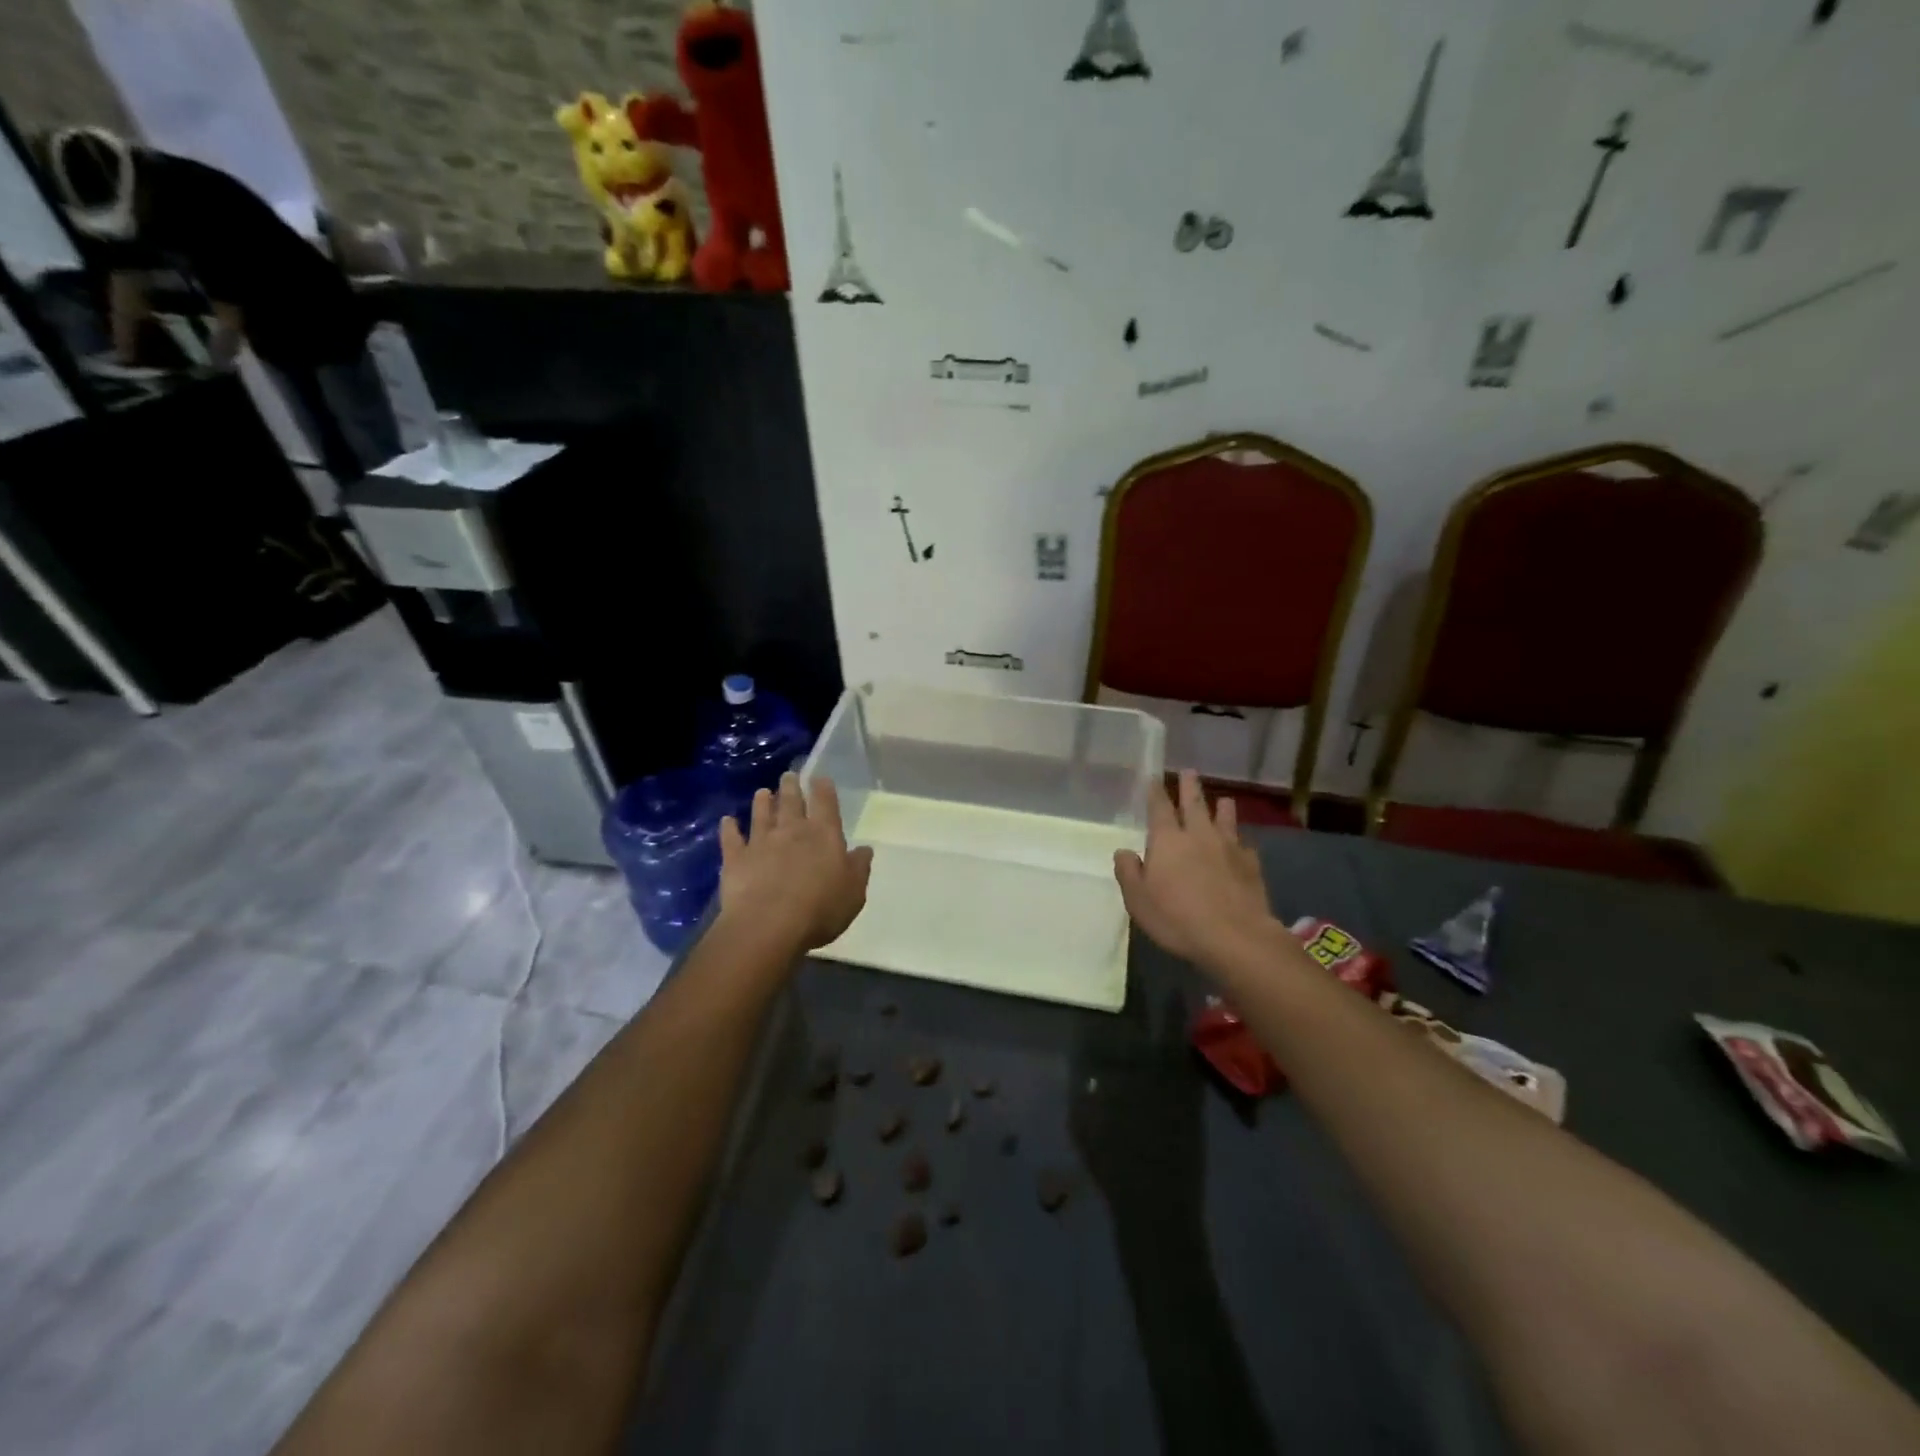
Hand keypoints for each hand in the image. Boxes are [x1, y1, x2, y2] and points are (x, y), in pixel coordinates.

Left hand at [717, 773, 872, 951]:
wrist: (769, 925)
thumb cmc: (820, 909)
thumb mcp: (853, 892)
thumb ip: (859, 868)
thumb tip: (864, 849)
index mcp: (824, 835)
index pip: (825, 803)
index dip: (823, 789)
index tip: (820, 778)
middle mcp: (792, 830)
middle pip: (791, 802)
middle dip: (791, 786)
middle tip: (788, 776)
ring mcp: (761, 842)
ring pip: (761, 814)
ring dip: (762, 802)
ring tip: (763, 791)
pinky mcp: (736, 858)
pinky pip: (731, 838)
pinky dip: (729, 828)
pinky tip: (727, 821)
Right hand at [1114, 770, 1278, 968]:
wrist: (1235, 937)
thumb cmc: (1177, 918)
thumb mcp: (1138, 900)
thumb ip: (1129, 872)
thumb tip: (1124, 851)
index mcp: (1167, 840)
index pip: (1159, 808)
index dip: (1156, 792)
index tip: (1154, 778)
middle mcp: (1198, 835)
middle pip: (1194, 804)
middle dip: (1189, 787)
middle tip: (1188, 771)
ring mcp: (1228, 848)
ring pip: (1225, 819)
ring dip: (1222, 808)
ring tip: (1224, 799)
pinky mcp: (1251, 865)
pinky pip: (1245, 845)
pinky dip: (1241, 840)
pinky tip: (1242, 844)